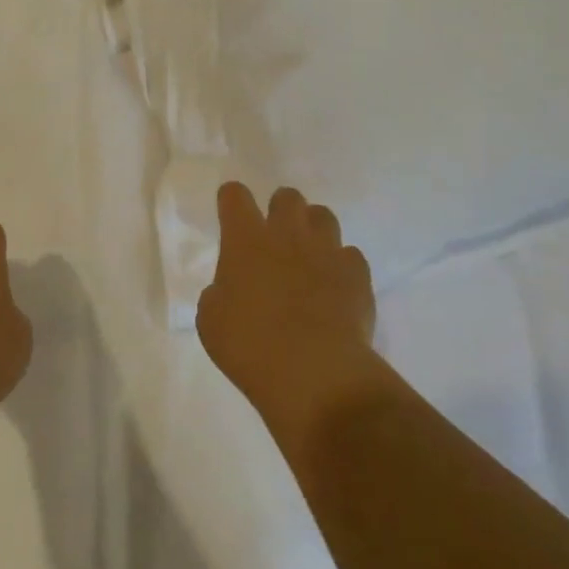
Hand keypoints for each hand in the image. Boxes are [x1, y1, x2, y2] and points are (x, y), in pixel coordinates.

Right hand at [197, 184, 386, 454]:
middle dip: (279, 210)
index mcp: (244, 239)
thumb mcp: (211, 319)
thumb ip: (220, 292)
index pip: (234, 195)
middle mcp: (287, 233)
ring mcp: (326, 251)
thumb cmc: (249, 346)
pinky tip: (335, 287)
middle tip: (274, 238)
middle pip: (287, 196)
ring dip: (313, 230)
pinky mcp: (357, 275)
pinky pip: (350, 255)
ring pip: (323, 216)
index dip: (231, 200)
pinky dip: (341, 265)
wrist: (315, 373)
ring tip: (308, 256)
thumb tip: (232, 290)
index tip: (231, 215)